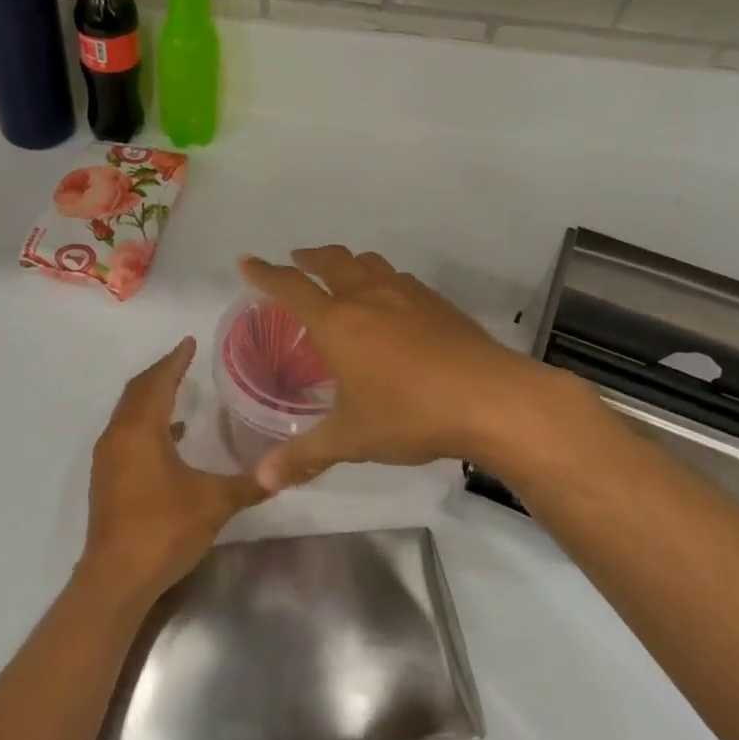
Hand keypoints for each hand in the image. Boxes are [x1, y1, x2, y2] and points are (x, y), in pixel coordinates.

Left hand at [82, 337, 266, 603]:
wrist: (116, 578)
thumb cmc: (164, 528)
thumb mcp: (214, 503)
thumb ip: (247, 484)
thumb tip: (279, 474)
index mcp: (140, 431)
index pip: (157, 382)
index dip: (175, 360)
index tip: (189, 342)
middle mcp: (118, 437)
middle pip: (137, 392)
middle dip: (160, 373)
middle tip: (184, 360)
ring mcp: (108, 459)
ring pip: (129, 414)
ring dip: (151, 398)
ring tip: (179, 390)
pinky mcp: (108, 480)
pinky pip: (127, 435)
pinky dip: (147, 425)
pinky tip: (172, 437)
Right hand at [239, 246, 581, 491]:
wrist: (492, 399)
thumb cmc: (409, 414)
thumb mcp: (351, 439)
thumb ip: (304, 456)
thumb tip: (259, 482)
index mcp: (338, 322)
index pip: (291, 288)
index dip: (264, 274)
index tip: (247, 261)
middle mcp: (369, 297)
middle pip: (332, 261)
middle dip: (309, 257)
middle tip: (296, 260)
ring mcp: (408, 295)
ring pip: (369, 264)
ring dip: (348, 263)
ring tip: (342, 276)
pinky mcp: (439, 304)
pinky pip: (399, 279)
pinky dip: (382, 280)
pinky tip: (392, 304)